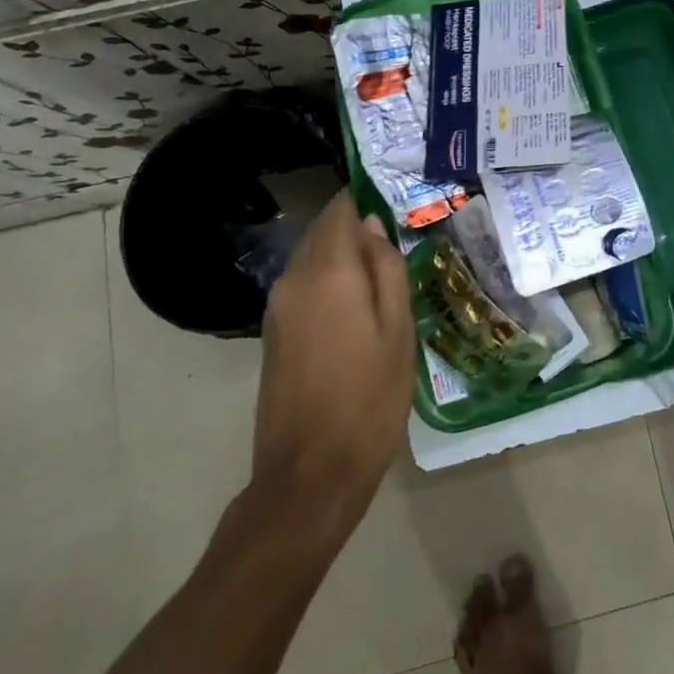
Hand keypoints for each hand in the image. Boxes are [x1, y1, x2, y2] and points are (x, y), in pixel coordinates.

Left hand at [253, 191, 413, 524]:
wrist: (310, 474)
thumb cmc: (369, 399)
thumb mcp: (398, 330)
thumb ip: (387, 270)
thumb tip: (373, 226)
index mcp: (328, 273)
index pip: (340, 210)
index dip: (365, 198)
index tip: (397, 200)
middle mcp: (293, 280)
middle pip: (322, 231)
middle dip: (356, 226)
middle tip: (399, 237)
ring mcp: (278, 308)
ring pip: (311, 257)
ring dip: (343, 254)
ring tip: (385, 268)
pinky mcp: (274, 333)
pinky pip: (303, 285)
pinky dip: (330, 279)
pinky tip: (359, 300)